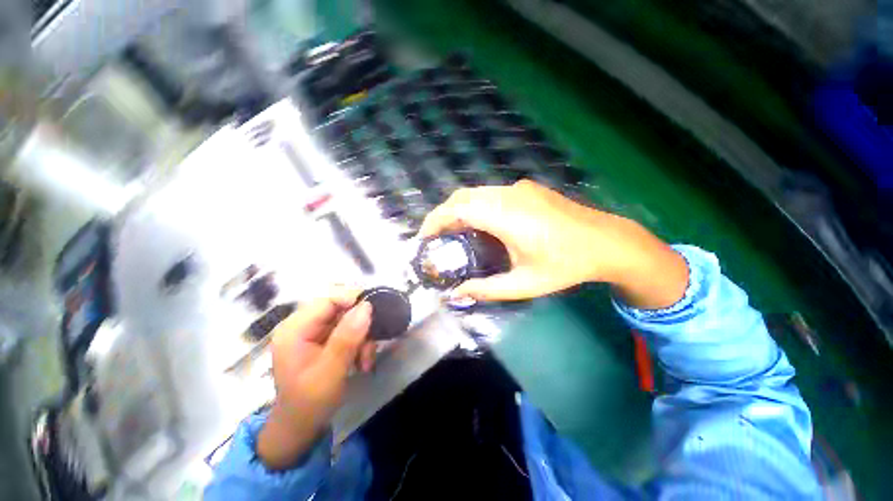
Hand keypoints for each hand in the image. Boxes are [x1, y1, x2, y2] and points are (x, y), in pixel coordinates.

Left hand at [257, 289, 373, 469]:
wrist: (301, 427)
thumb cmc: (309, 403)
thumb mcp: (330, 372)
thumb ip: (347, 339)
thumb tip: (367, 306)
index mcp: (294, 329)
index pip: (328, 300)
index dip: (353, 301)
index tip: (374, 315)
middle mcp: (303, 325)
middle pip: (341, 308)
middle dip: (361, 326)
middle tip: (370, 348)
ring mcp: (314, 331)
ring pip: (349, 319)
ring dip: (363, 338)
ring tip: (366, 361)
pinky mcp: (324, 339)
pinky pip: (350, 330)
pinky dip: (360, 343)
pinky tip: (362, 362)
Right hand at [420, 180, 687, 308]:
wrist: (607, 242)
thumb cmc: (565, 265)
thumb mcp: (524, 283)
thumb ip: (486, 289)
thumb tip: (456, 295)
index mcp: (506, 215)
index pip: (457, 208)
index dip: (435, 220)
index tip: (424, 238)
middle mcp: (509, 194)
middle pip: (463, 196)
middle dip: (443, 215)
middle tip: (437, 239)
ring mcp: (519, 188)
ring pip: (476, 193)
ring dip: (460, 210)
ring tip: (455, 234)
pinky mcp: (527, 189)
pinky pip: (491, 194)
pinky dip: (477, 207)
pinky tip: (482, 226)